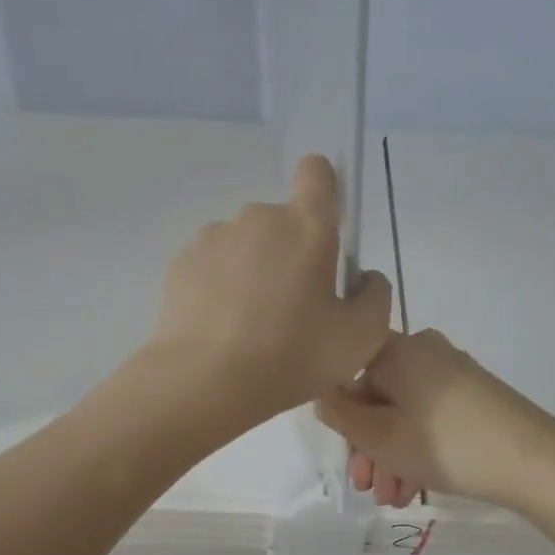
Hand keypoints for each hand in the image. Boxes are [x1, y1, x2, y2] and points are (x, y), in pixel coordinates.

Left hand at [148, 154, 392, 426]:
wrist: (207, 382)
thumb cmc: (294, 355)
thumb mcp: (361, 337)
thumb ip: (374, 296)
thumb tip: (363, 277)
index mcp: (307, 225)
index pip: (316, 172)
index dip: (322, 192)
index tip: (322, 231)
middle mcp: (257, 218)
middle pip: (279, 222)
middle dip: (287, 254)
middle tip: (289, 311)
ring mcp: (212, 238)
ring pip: (241, 247)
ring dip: (249, 273)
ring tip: (248, 327)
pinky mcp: (180, 265)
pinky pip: (209, 269)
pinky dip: (216, 290)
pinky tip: (219, 331)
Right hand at [315, 328, 554, 508]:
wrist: (534, 461)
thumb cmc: (446, 444)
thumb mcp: (380, 437)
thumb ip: (341, 415)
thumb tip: (323, 396)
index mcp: (398, 350)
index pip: (349, 369)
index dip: (338, 410)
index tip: (339, 449)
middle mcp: (425, 351)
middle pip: (377, 396)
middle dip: (367, 446)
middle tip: (365, 487)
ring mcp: (453, 373)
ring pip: (403, 413)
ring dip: (390, 456)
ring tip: (392, 499)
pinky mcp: (475, 396)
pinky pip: (430, 418)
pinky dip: (416, 448)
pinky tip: (414, 488)